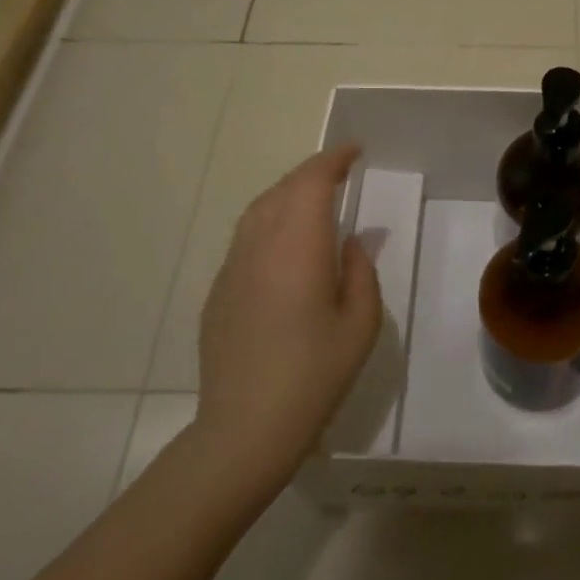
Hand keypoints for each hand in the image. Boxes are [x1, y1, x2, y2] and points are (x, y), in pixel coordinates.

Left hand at [189, 146, 383, 499]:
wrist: (245, 427)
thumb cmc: (315, 374)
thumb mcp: (360, 324)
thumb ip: (361, 271)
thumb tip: (354, 241)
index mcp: (298, 247)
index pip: (312, 182)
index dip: (333, 160)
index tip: (354, 151)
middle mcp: (260, 245)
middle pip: (283, 189)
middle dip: (312, 172)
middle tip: (340, 172)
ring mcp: (232, 267)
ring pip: (259, 210)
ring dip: (288, 194)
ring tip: (314, 199)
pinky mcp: (219, 290)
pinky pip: (246, 238)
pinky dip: (270, 222)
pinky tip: (285, 244)